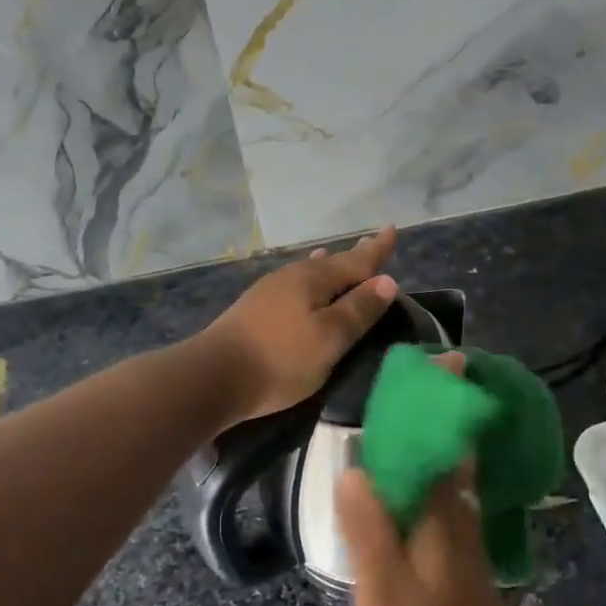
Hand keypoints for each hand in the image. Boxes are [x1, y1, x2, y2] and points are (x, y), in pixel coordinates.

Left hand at [196, 227, 399, 424]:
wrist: (213, 376)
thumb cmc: (281, 359)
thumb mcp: (329, 338)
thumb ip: (358, 310)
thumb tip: (386, 281)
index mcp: (313, 279)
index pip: (356, 260)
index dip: (376, 249)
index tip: (392, 229)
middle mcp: (290, 277)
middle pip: (330, 264)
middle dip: (353, 258)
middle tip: (370, 246)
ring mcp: (268, 292)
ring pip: (307, 273)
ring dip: (327, 269)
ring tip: (335, 259)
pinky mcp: (253, 311)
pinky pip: (293, 287)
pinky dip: (308, 284)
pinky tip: (302, 290)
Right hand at [337, 449, 553, 605]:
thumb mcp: (382, 589)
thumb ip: (368, 528)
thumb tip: (354, 470)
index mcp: (442, 520)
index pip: (434, 456)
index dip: (413, 433)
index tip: (386, 415)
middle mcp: (462, 528)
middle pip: (443, 474)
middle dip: (415, 453)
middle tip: (375, 442)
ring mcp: (469, 556)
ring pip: (444, 501)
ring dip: (417, 483)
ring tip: (378, 476)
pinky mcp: (468, 581)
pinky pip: (443, 527)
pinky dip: (423, 514)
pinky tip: (401, 525)